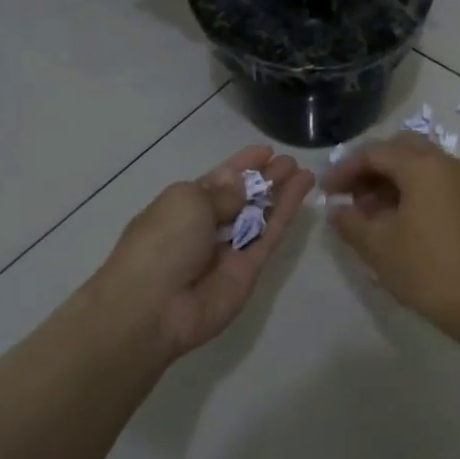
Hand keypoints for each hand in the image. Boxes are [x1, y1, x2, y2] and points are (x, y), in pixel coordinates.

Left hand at [88, 145, 313, 364]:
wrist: (154, 307)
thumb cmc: (162, 243)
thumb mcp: (188, 201)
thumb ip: (223, 192)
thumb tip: (241, 185)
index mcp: (183, 205)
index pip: (218, 180)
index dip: (242, 165)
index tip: (266, 151)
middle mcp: (207, 226)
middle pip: (242, 198)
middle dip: (265, 178)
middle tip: (291, 162)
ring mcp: (229, 249)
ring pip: (261, 216)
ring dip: (281, 193)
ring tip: (305, 172)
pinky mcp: (250, 269)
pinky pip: (271, 236)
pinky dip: (286, 213)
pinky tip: (302, 191)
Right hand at [323, 134, 459, 338]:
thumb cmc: (427, 269)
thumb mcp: (378, 246)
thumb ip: (351, 222)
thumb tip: (338, 210)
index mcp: (424, 166)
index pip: (376, 153)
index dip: (346, 169)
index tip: (326, 191)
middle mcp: (449, 164)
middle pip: (402, 150)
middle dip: (372, 169)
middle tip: (349, 195)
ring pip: (422, 166)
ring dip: (392, 181)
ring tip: (368, 214)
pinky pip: (438, 184)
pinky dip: (414, 192)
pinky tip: (396, 221)